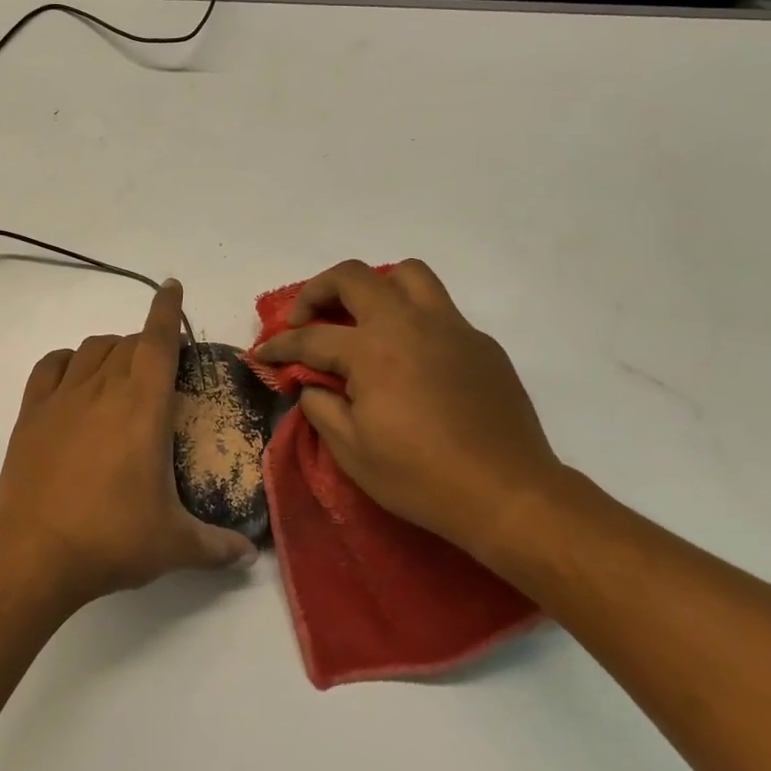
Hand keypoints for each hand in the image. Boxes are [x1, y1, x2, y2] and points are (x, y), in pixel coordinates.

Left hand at [0, 279, 257, 608]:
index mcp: (143, 405)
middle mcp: (103, 388)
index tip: (172, 287)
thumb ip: (216, 546)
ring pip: (91, 348)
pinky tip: (74, 375)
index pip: (158, 340)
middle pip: (127, 342)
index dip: (167, 309)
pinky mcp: (32, 412)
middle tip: (160, 367)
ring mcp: (62, 397)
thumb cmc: (111, 537)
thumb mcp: (174, 545)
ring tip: (121, 370)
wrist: (34, 551)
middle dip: (147, 343)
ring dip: (112, 348)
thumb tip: (248, 556)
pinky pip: (51, 366)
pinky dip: (67, 360)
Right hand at [253, 259, 567, 558]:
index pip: (311, 337)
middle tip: (306, 319)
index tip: (263, 353)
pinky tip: (410, 358)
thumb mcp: (352, 451)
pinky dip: (413, 319)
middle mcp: (409, 325)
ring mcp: (450, 328)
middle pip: (353, 277)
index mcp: (372, 351)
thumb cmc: (420, 477)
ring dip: (375, 287)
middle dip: (317, 291)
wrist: (507, 495)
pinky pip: (439, 310)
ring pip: (406, 275)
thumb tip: (312, 384)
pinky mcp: (480, 343)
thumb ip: (321, 407)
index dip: (280, 345)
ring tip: (363, 318)